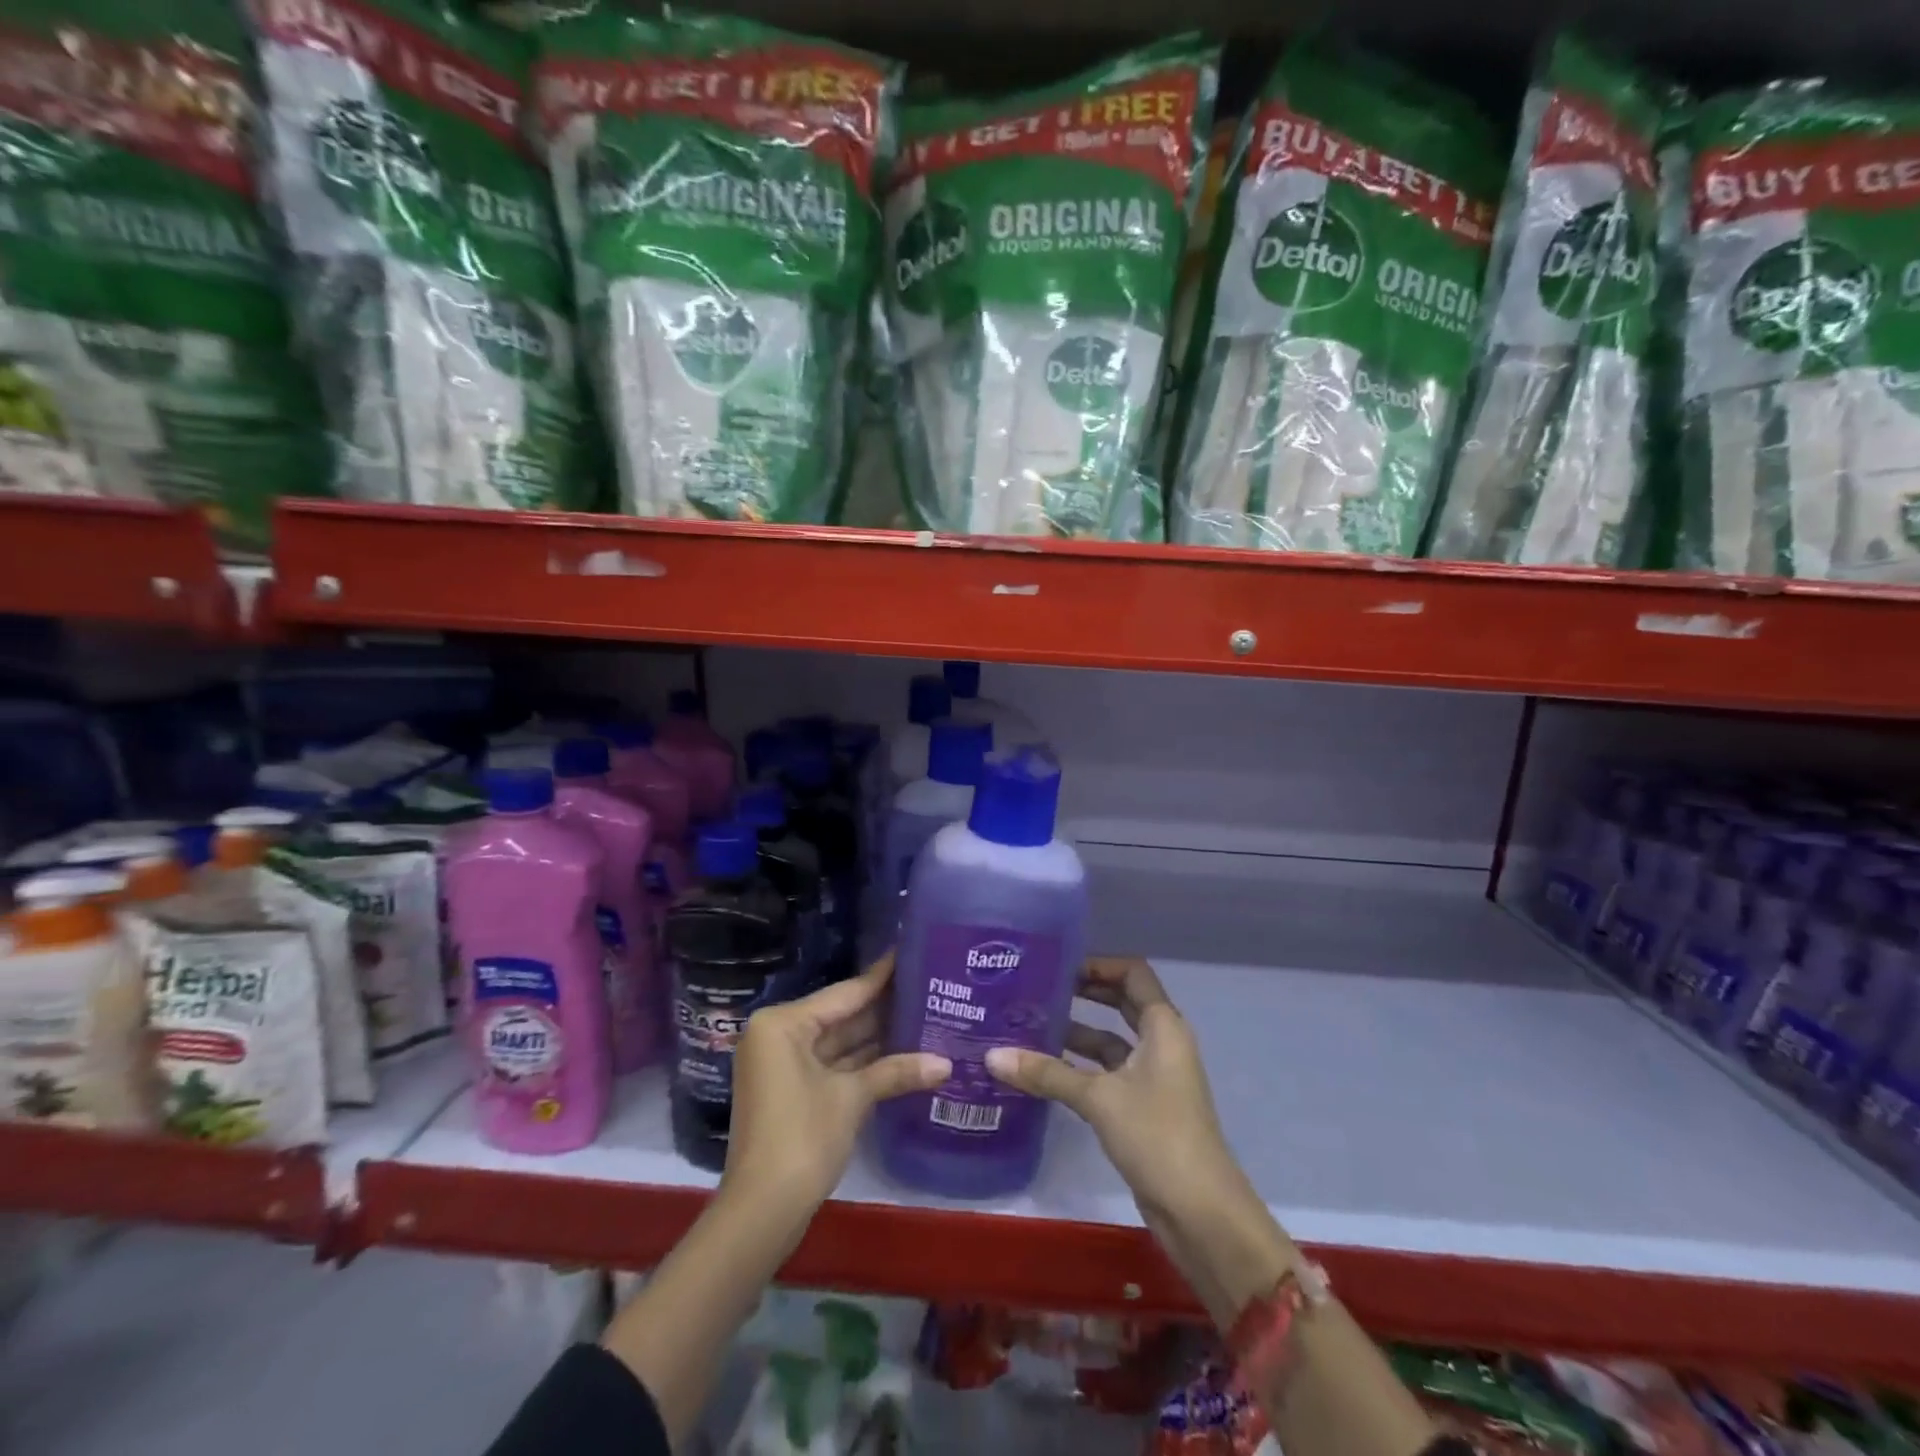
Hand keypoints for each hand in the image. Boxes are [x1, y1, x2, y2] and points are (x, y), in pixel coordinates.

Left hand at [722, 953, 949, 1240]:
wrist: (761, 1212)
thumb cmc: (802, 1138)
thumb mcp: (852, 1098)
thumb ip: (897, 1071)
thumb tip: (946, 1063)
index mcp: (783, 1023)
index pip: (844, 993)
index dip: (881, 976)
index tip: (911, 951)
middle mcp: (778, 1035)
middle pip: (841, 1015)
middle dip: (883, 1008)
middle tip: (928, 987)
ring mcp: (783, 1064)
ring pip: (838, 1042)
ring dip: (877, 1037)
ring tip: (924, 1014)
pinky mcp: (791, 1091)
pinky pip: (832, 1064)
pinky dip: (862, 1063)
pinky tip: (902, 1053)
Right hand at [985, 957, 1288, 1323]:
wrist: (1201, 1213)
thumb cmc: (1158, 1136)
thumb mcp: (1099, 1099)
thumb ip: (1047, 1074)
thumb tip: (992, 1056)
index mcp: (1163, 1026)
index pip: (1132, 973)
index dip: (1099, 963)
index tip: (1058, 965)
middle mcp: (1161, 1042)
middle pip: (1121, 1002)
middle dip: (1084, 993)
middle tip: (1039, 987)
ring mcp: (1153, 1076)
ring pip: (1111, 1040)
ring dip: (1077, 1032)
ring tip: (1030, 1024)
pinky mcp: (1142, 1107)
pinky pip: (1108, 1072)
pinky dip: (1080, 1067)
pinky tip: (1043, 1070)